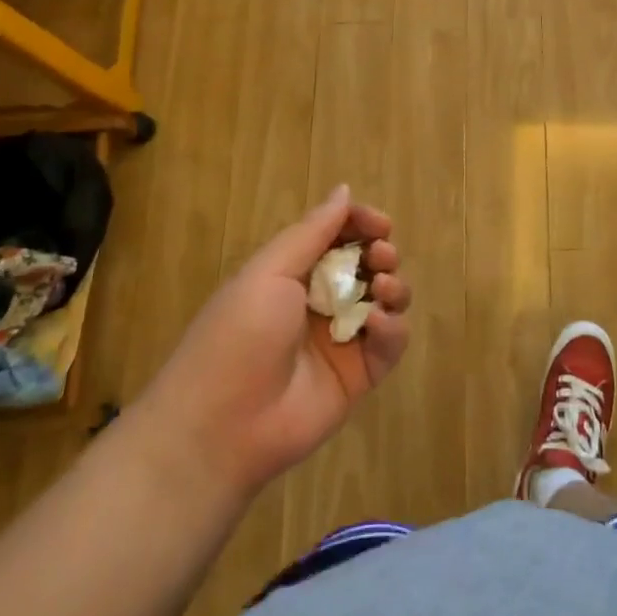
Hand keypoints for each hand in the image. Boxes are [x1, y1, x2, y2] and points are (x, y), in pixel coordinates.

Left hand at [135, 185, 411, 500]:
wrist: (223, 425)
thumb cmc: (239, 334)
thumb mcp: (269, 272)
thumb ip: (313, 231)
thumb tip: (344, 189)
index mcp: (293, 274)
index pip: (339, 237)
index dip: (362, 225)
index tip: (379, 224)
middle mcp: (320, 303)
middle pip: (368, 266)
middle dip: (382, 253)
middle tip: (381, 255)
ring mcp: (342, 340)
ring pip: (387, 301)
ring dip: (393, 286)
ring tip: (382, 289)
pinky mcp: (360, 376)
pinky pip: (390, 343)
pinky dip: (392, 328)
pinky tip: (376, 325)